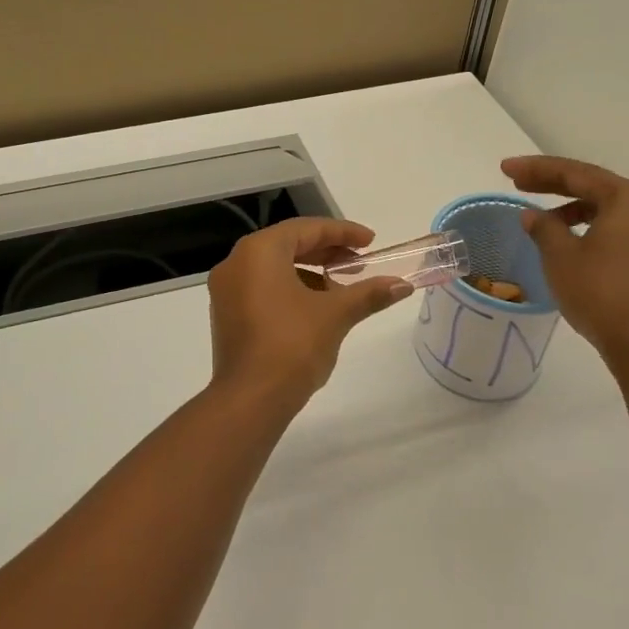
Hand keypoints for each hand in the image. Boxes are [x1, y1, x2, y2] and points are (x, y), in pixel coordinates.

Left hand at [207, 218, 412, 416]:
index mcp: (258, 251)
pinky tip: (315, 309)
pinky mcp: (226, 314)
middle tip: (359, 264)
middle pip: (288, 245)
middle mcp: (236, 262)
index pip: (306, 229)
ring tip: (341, 290)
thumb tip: (402, 285)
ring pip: (274, 268)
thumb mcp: (336, 314)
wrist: (250, 399)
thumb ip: (368, 293)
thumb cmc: (292, 345)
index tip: (371, 242)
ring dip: (309, 272)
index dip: (343, 232)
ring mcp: (226, 290)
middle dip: (327, 252)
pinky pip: (262, 288)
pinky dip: (289, 289)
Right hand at [501, 156, 628, 373]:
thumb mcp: (561, 257)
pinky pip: (620, 231)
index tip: (505, 169)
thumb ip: (544, 228)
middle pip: (595, 187)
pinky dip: (592, 229)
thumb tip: (533, 215)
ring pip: (609, 211)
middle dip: (554, 185)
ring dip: (573, 209)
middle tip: (518, 183)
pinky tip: (571, 243)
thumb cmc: (601, 293)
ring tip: (541, 220)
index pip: (575, 173)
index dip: (536, 169)